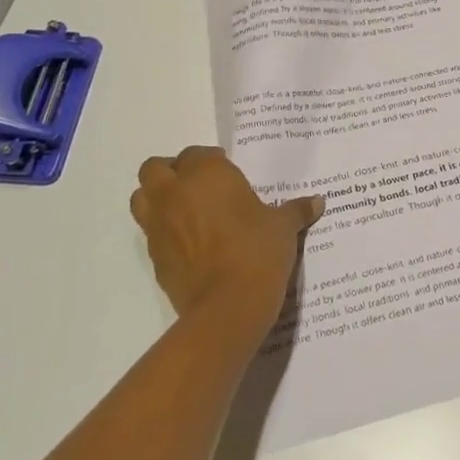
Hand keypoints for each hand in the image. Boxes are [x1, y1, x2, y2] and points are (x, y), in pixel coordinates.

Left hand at [129, 146, 322, 333]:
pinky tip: (189, 243)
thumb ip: (296, 210)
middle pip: (154, 168)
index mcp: (206, 174)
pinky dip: (164, 232)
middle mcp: (175, 193)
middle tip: (197, 185)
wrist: (228, 306)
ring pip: (141, 198)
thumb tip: (318, 201)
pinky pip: (151, 233)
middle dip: (171, 172)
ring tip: (185, 210)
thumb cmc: (258, 251)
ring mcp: (158, 226)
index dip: (211, 161)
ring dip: (157, 199)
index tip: (228, 173)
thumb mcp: (284, 227)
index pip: (196, 154)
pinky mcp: (154, 256)